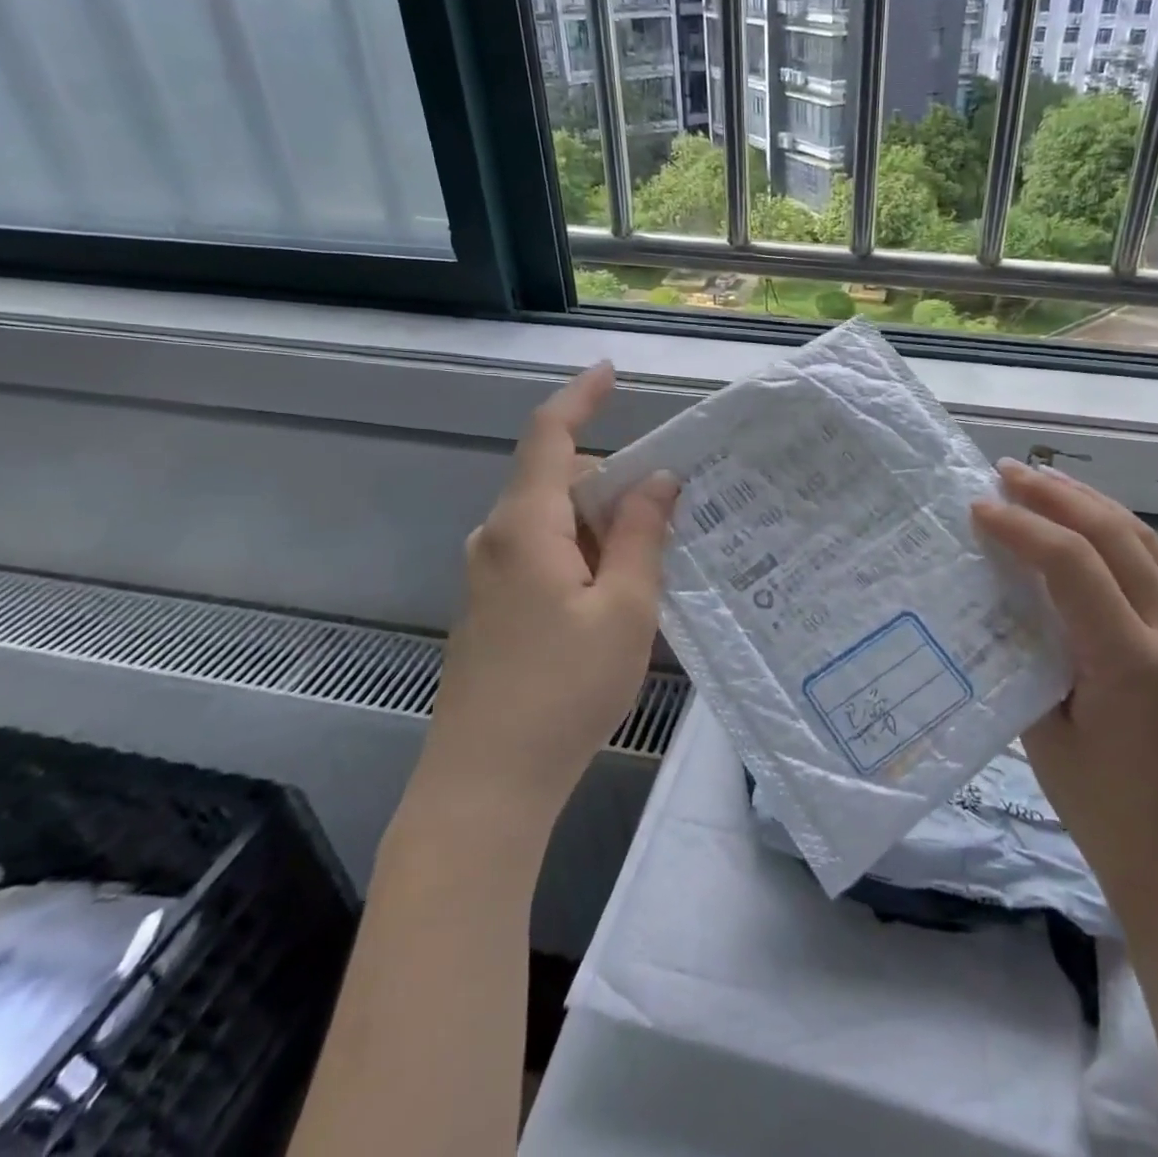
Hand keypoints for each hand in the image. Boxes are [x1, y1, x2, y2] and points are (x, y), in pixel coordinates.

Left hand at [414, 363, 678, 827]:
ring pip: (553, 522)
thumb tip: (659, 480)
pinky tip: (614, 598)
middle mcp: (496, 540)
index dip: (580, 397)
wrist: (485, 785)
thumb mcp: (625, 608)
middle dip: (614, 483)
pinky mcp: (491, 609)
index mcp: (525, 526)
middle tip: (671, 512)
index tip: (610, 372)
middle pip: (559, 481)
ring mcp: (487, 577)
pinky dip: (581, 555)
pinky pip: (541, 555)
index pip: (550, 436)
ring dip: (601, 526)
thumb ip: (641, 535)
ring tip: (652, 564)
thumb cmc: (563, 690)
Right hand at [971, 459, 1157, 917]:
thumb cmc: (1097, 804)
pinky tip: (1083, 520)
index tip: (978, 507)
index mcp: (1132, 661)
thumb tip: (1003, 589)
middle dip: (1056, 495)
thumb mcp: (1041, 725)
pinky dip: (1113, 530)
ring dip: (1088, 502)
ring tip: (1041, 480)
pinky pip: (1154, 563)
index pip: (1074, 565)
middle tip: (1007, 471)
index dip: (1022, 526)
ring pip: (1142, 539)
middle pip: (1114, 535)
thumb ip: (1028, 648)